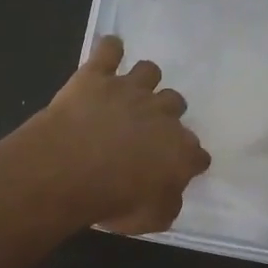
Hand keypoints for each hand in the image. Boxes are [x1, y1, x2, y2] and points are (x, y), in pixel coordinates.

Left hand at [31, 35, 211, 233]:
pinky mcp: (97, 75)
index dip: (189, 160)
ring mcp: (130, 89)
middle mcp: (162, 113)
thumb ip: (167, 205)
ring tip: (130, 91)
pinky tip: (108, 51)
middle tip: (147, 128)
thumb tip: (171, 193)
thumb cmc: (112, 199)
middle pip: (176, 103)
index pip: (197, 153)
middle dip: (166, 113)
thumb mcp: (149, 219)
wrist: (69, 168)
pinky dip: (110, 49)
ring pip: (149, 71)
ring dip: (144, 80)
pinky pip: (109, 50)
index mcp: (179, 150)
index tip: (179, 167)